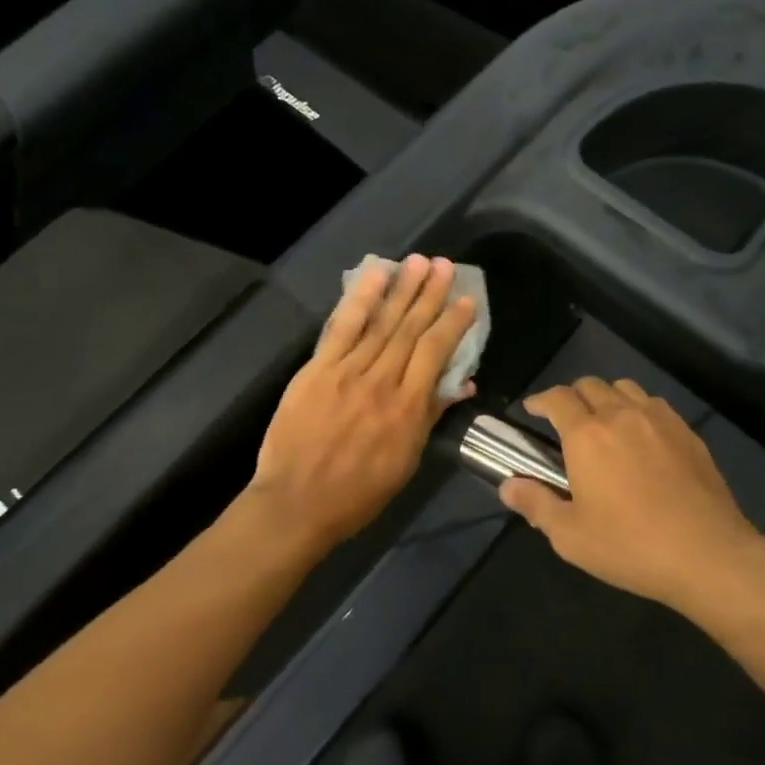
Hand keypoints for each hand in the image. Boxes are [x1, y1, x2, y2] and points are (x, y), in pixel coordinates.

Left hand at [247, 255, 477, 549]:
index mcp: (409, 408)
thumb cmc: (357, 493)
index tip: (466, 300)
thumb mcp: (406, 462)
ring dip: (403, 289)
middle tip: (444, 266)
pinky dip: (361, 299)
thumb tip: (460, 384)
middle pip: (412, 329)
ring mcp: (348, 371)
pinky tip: (375, 276)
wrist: (297, 503)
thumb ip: (431, 417)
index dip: (453, 323)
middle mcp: (383, 381)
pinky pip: (343, 327)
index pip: (436, 353)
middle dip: (430, 295)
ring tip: (419, 262)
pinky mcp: (318, 368)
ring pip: (382, 322)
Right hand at [499, 378, 764, 610]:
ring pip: (624, 388)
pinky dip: (638, 409)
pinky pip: (655, 404)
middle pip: (590, 384)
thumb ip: (535, 504)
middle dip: (571, 396)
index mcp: (586, 435)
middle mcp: (620, 415)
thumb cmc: (631, 546)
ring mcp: (658, 420)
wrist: (709, 555)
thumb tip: (508, 486)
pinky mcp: (687, 433)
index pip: (557, 398)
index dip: (540, 400)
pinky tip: (641, 436)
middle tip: (565, 421)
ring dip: (606, 397)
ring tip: (604, 423)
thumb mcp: (571, 535)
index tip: (532, 410)